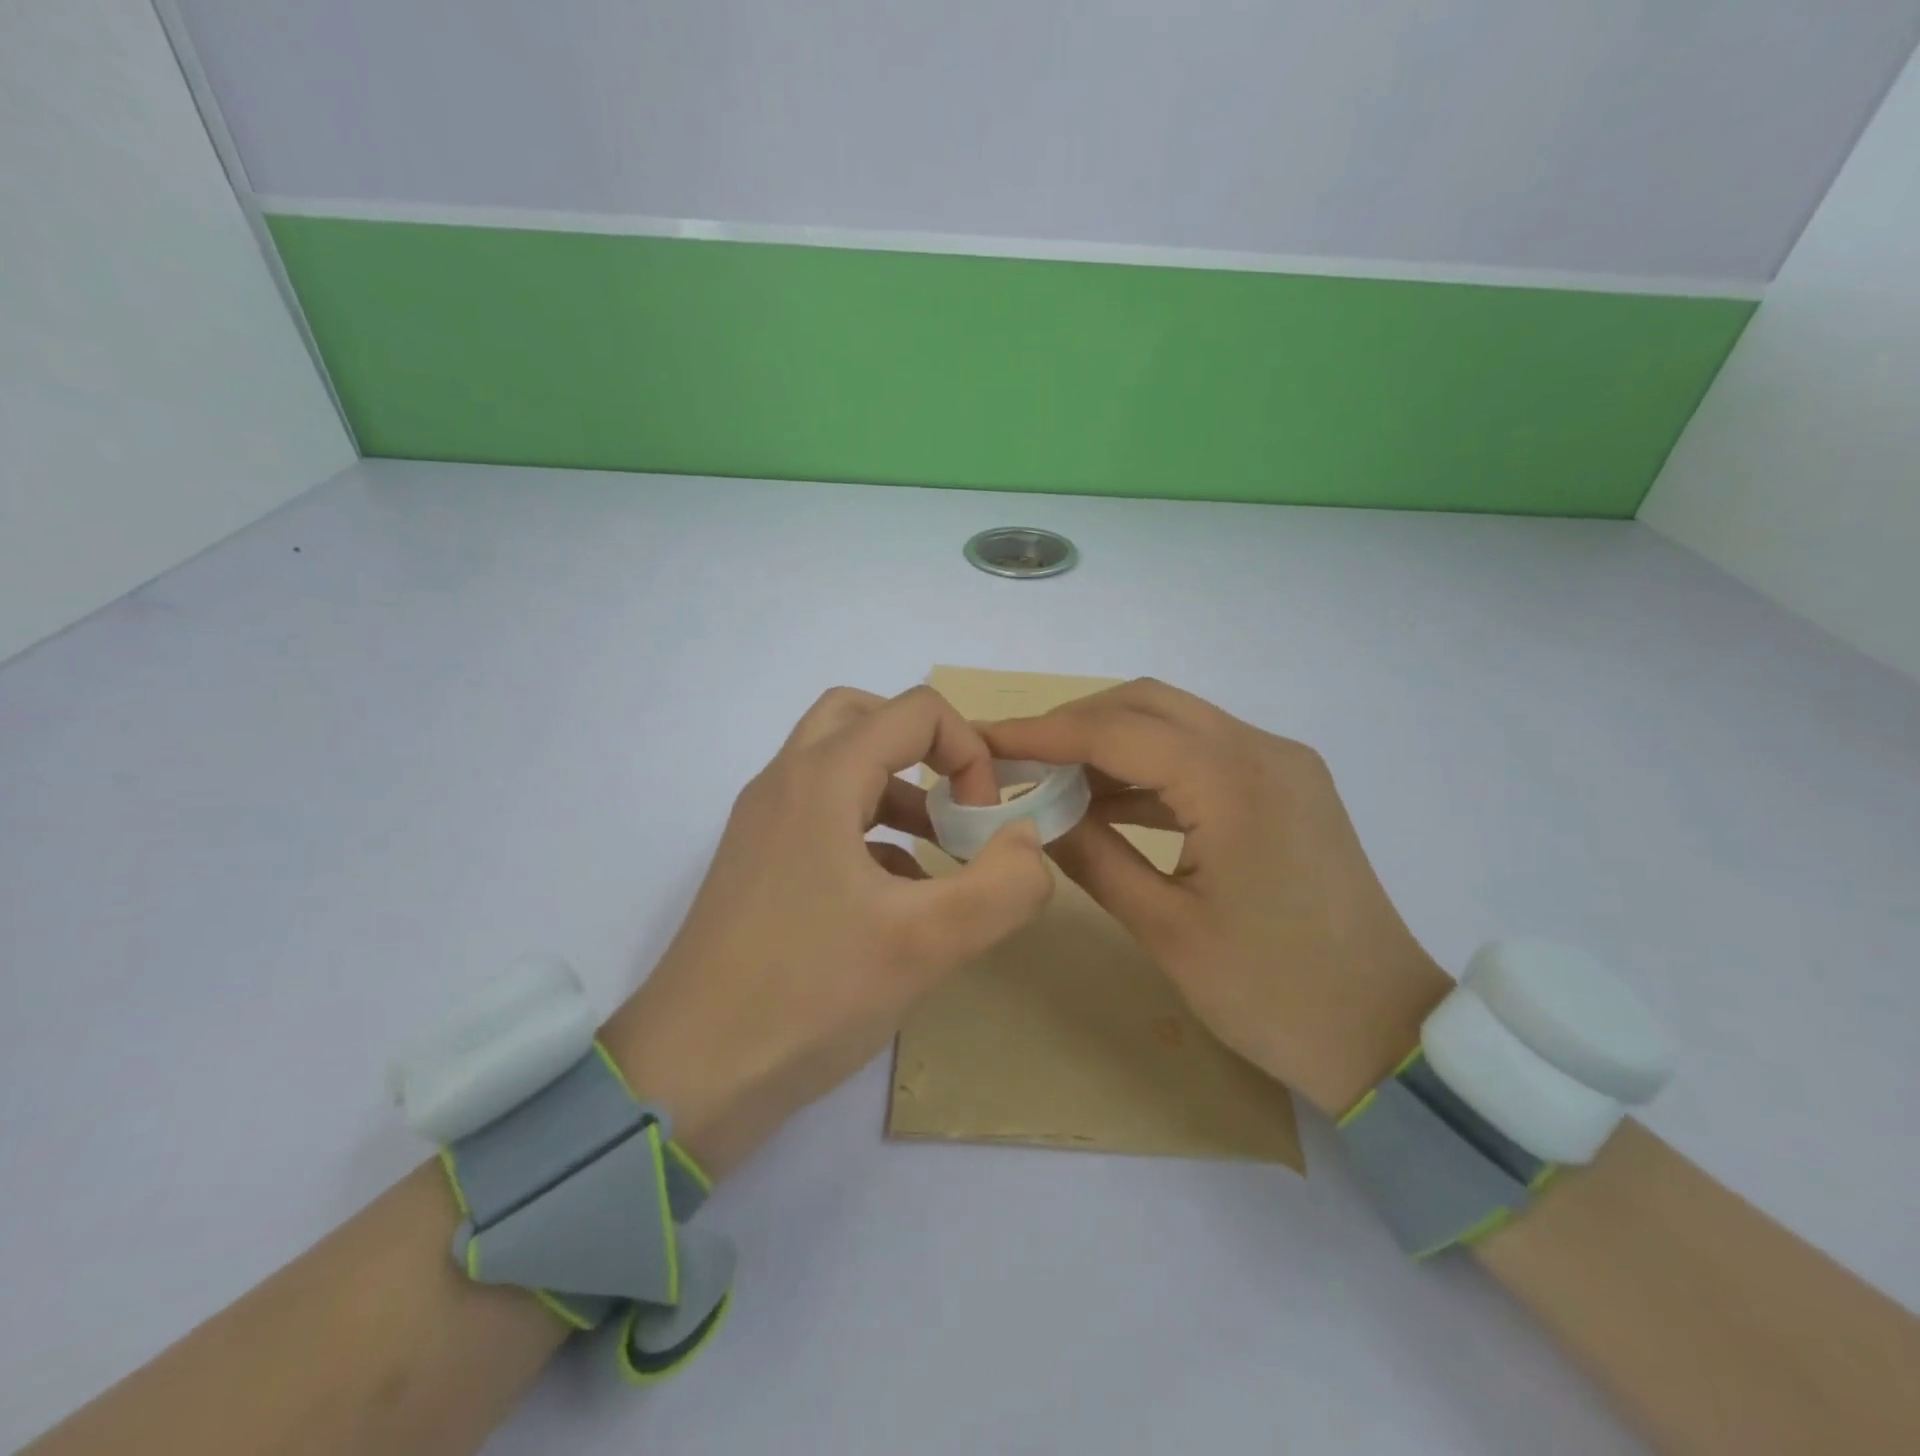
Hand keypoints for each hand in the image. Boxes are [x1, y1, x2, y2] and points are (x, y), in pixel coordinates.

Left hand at [602, 687, 1053, 1176]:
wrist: (690, 1075)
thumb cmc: (809, 995)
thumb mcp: (927, 944)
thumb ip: (1003, 886)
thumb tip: (1027, 842)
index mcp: (821, 779)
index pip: (914, 710)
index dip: (968, 751)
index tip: (982, 821)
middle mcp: (784, 783)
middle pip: (862, 716)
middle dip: (923, 748)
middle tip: (955, 802)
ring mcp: (763, 824)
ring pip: (839, 766)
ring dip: (897, 790)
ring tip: (940, 852)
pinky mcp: (757, 865)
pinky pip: (821, 816)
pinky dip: (869, 831)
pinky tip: (897, 896)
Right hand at [983, 679, 1450, 1115]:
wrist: (1386, 1034)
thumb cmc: (1272, 993)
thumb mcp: (1166, 929)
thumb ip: (1093, 856)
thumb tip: (1036, 815)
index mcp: (1233, 782)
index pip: (1116, 730)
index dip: (1042, 733)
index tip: (984, 739)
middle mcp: (1262, 750)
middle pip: (1147, 704)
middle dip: (1074, 724)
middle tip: (1017, 759)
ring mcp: (1281, 764)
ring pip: (1175, 723)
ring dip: (1110, 742)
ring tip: (1050, 779)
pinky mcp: (1286, 786)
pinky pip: (1202, 754)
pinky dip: (1148, 767)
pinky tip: (1107, 800)